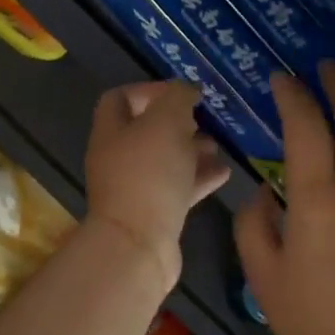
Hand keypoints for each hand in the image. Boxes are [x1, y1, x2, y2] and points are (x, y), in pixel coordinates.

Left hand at [84, 81, 231, 289]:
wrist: (139, 245)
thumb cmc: (149, 174)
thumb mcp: (166, 122)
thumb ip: (178, 98)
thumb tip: (186, 89)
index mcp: (111, 132)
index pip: (120, 98)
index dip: (149, 89)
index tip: (182, 92)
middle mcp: (117, 158)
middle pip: (145, 131)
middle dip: (177, 123)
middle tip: (204, 120)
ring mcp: (134, 189)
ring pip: (164, 161)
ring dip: (191, 150)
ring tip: (218, 145)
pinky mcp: (153, 215)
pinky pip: (176, 189)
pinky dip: (198, 178)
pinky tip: (223, 173)